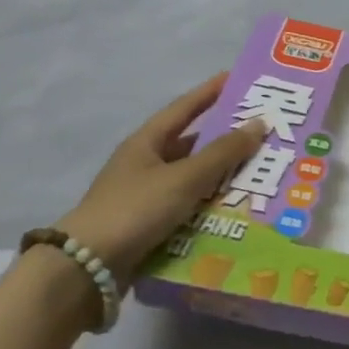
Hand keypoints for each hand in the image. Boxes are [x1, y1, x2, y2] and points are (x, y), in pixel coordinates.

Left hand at [57, 75, 265, 285]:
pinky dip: (210, 205)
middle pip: (192, 144)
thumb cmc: (135, 209)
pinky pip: (188, 207)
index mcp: (147, 142)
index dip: (211, 91)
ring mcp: (145, 196)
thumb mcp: (185, 177)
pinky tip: (236, 208)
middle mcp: (145, 164)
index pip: (185, 107)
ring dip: (221, 176)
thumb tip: (259, 123)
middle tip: (262, 133)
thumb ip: (223, 152)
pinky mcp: (148, 225)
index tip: (238, 78)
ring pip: (192, 178)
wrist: (86, 269)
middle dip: (226, 139)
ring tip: (259, 173)